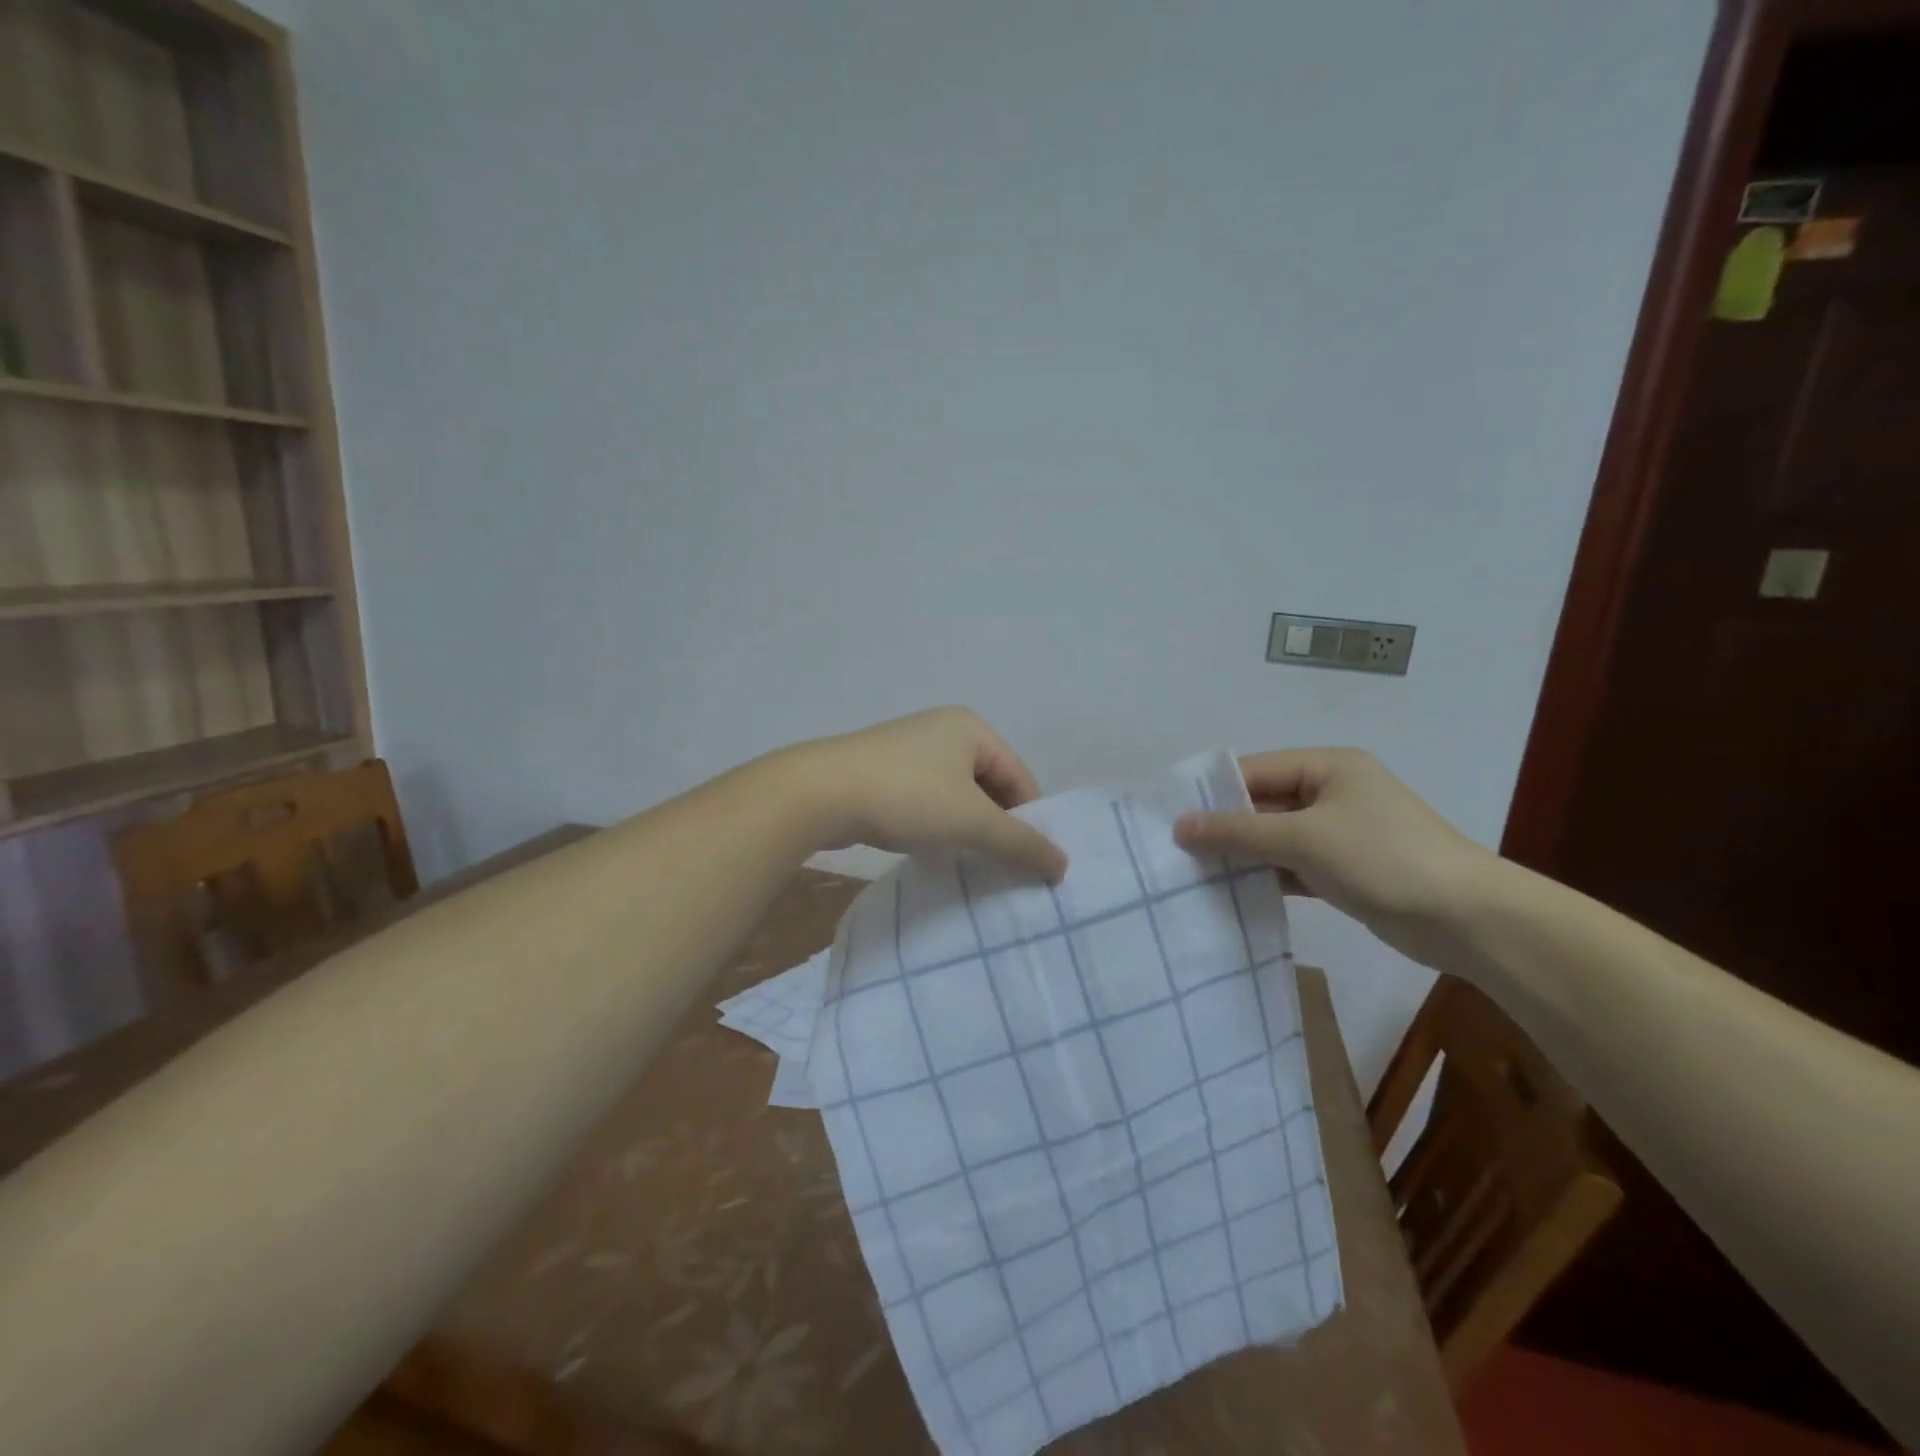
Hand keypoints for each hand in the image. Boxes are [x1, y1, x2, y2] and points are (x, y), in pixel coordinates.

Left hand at [788, 708, 1067, 882]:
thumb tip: (1063, 865)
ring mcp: (908, 749)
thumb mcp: (971, 821)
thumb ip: (1020, 843)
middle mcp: (942, 730)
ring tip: (966, 862)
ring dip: (965, 828)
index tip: (1029, 863)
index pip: (1020, 778)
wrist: (819, 793)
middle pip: (989, 785)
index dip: (1029, 821)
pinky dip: (935, 824)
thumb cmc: (907, 796)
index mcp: (971, 728)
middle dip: (995, 826)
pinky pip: (925, 799)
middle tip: (1000, 867)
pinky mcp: (881, 771)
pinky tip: (930, 850)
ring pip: (955, 795)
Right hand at [1173, 748, 1500, 969]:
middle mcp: (1333, 792)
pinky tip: (1233, 891)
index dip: (1213, 794)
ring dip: (1243, 854)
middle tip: (1176, 850)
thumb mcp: (1302, 839)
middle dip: (1225, 827)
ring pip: (1276, 837)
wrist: (1468, 919)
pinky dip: (1268, 875)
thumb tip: (1179, 826)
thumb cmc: (1382, 859)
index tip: (1170, 818)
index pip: (1255, 771)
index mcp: (1328, 767)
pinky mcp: (1347, 869)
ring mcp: (1341, 832)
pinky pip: (1294, 864)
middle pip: (1264, 804)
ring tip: (1194, 873)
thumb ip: (1238, 832)